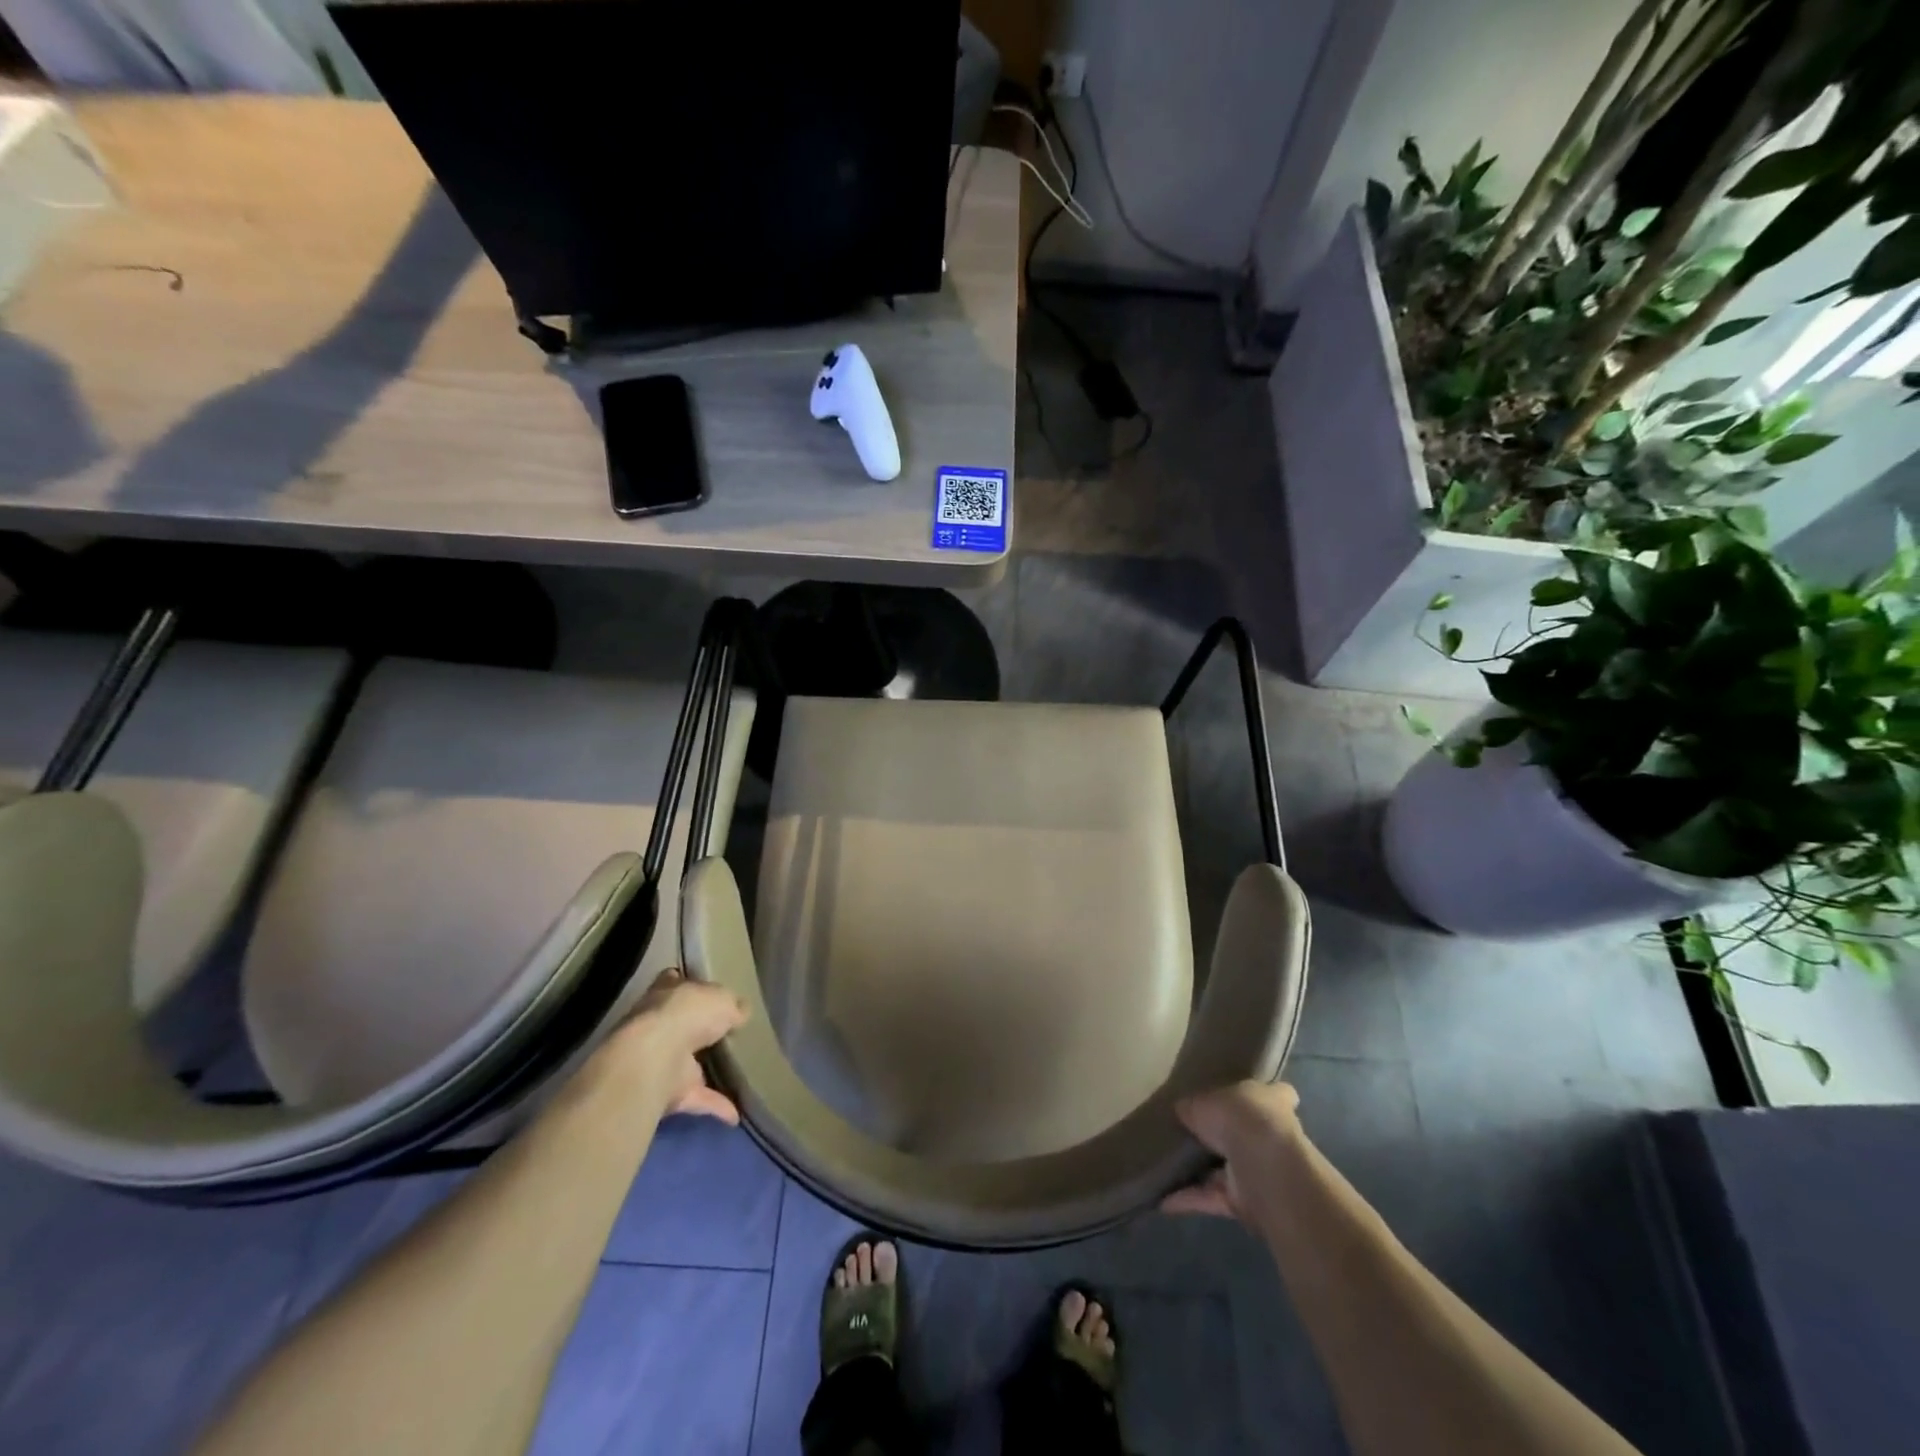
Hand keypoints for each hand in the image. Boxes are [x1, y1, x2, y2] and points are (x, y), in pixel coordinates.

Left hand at [598, 969, 748, 1123]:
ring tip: (736, 1072)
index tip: (705, 991)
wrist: (655, 1059)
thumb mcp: (722, 999)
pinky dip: (716, 1105)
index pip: (675, 982)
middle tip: (727, 1033)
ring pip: (687, 1064)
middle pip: (680, 1024)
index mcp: (667, 992)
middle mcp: (659, 1024)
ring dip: (705, 1071)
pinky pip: (697, 1098)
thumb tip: (741, 1013)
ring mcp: (660, 1060)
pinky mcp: (667, 1092)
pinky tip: (738, 1114)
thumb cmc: (687, 1014)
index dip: (688, 985)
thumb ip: (733, 1005)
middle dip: (698, 1030)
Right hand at [1161, 1081, 1301, 1222]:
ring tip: (1167, 1167)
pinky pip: (1213, 1197)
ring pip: (1228, 1170)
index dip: (1263, 1095)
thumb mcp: (1202, 1101)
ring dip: (1201, 1173)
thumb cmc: (1238, 1117)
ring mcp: (1261, 1170)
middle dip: (1223, 1137)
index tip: (1243, 1098)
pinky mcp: (1248, 1202)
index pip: (1277, 1094)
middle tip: (1188, 1133)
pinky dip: (1190, 1199)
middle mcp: (1271, 1135)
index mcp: (1270, 1101)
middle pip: (1247, 1134)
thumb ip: (1193, 1107)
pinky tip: (1162, 1199)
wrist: (1262, 1168)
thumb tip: (1183, 1112)